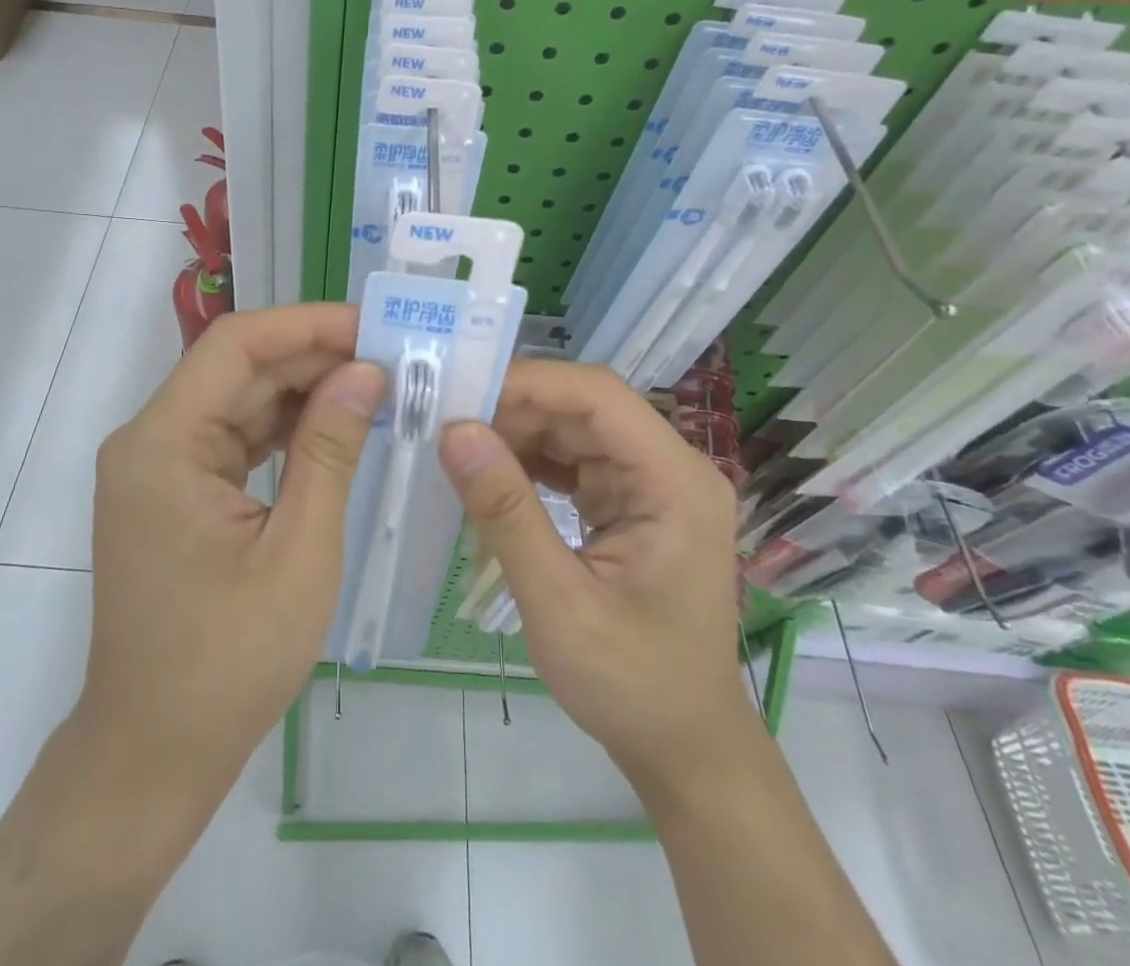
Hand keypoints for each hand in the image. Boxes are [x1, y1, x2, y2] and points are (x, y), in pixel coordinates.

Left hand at [78, 304, 383, 807]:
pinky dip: (285, 428)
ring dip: (305, 390)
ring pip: (240, 398)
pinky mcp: (176, 489)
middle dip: (315, 356)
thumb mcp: (298, 551)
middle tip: (392, 357)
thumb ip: (330, 450)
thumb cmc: (228, 663)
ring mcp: (160, 465)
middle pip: (238, 367)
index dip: (307, 325)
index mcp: (164, 443)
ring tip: (378, 385)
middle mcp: (151, 439)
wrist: (153, 752)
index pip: (236, 345)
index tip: (375, 327)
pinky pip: (235, 436)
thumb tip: (366, 371)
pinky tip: (337, 426)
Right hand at [438, 361, 750, 791]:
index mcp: (675, 481)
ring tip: (457, 447)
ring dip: (516, 434)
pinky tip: (489, 475)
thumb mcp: (559, 604)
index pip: (599, 397)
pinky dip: (528, 462)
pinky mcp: (629, 501)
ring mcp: (650, 483)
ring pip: (573, 429)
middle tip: (445, 421)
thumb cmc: (632, 685)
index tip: (461, 391)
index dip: (530, 383)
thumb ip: (506, 513)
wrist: (683, 747)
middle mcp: (669, 468)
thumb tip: (454, 431)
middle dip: (514, 409)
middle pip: (584, 408)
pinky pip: (572, 460)